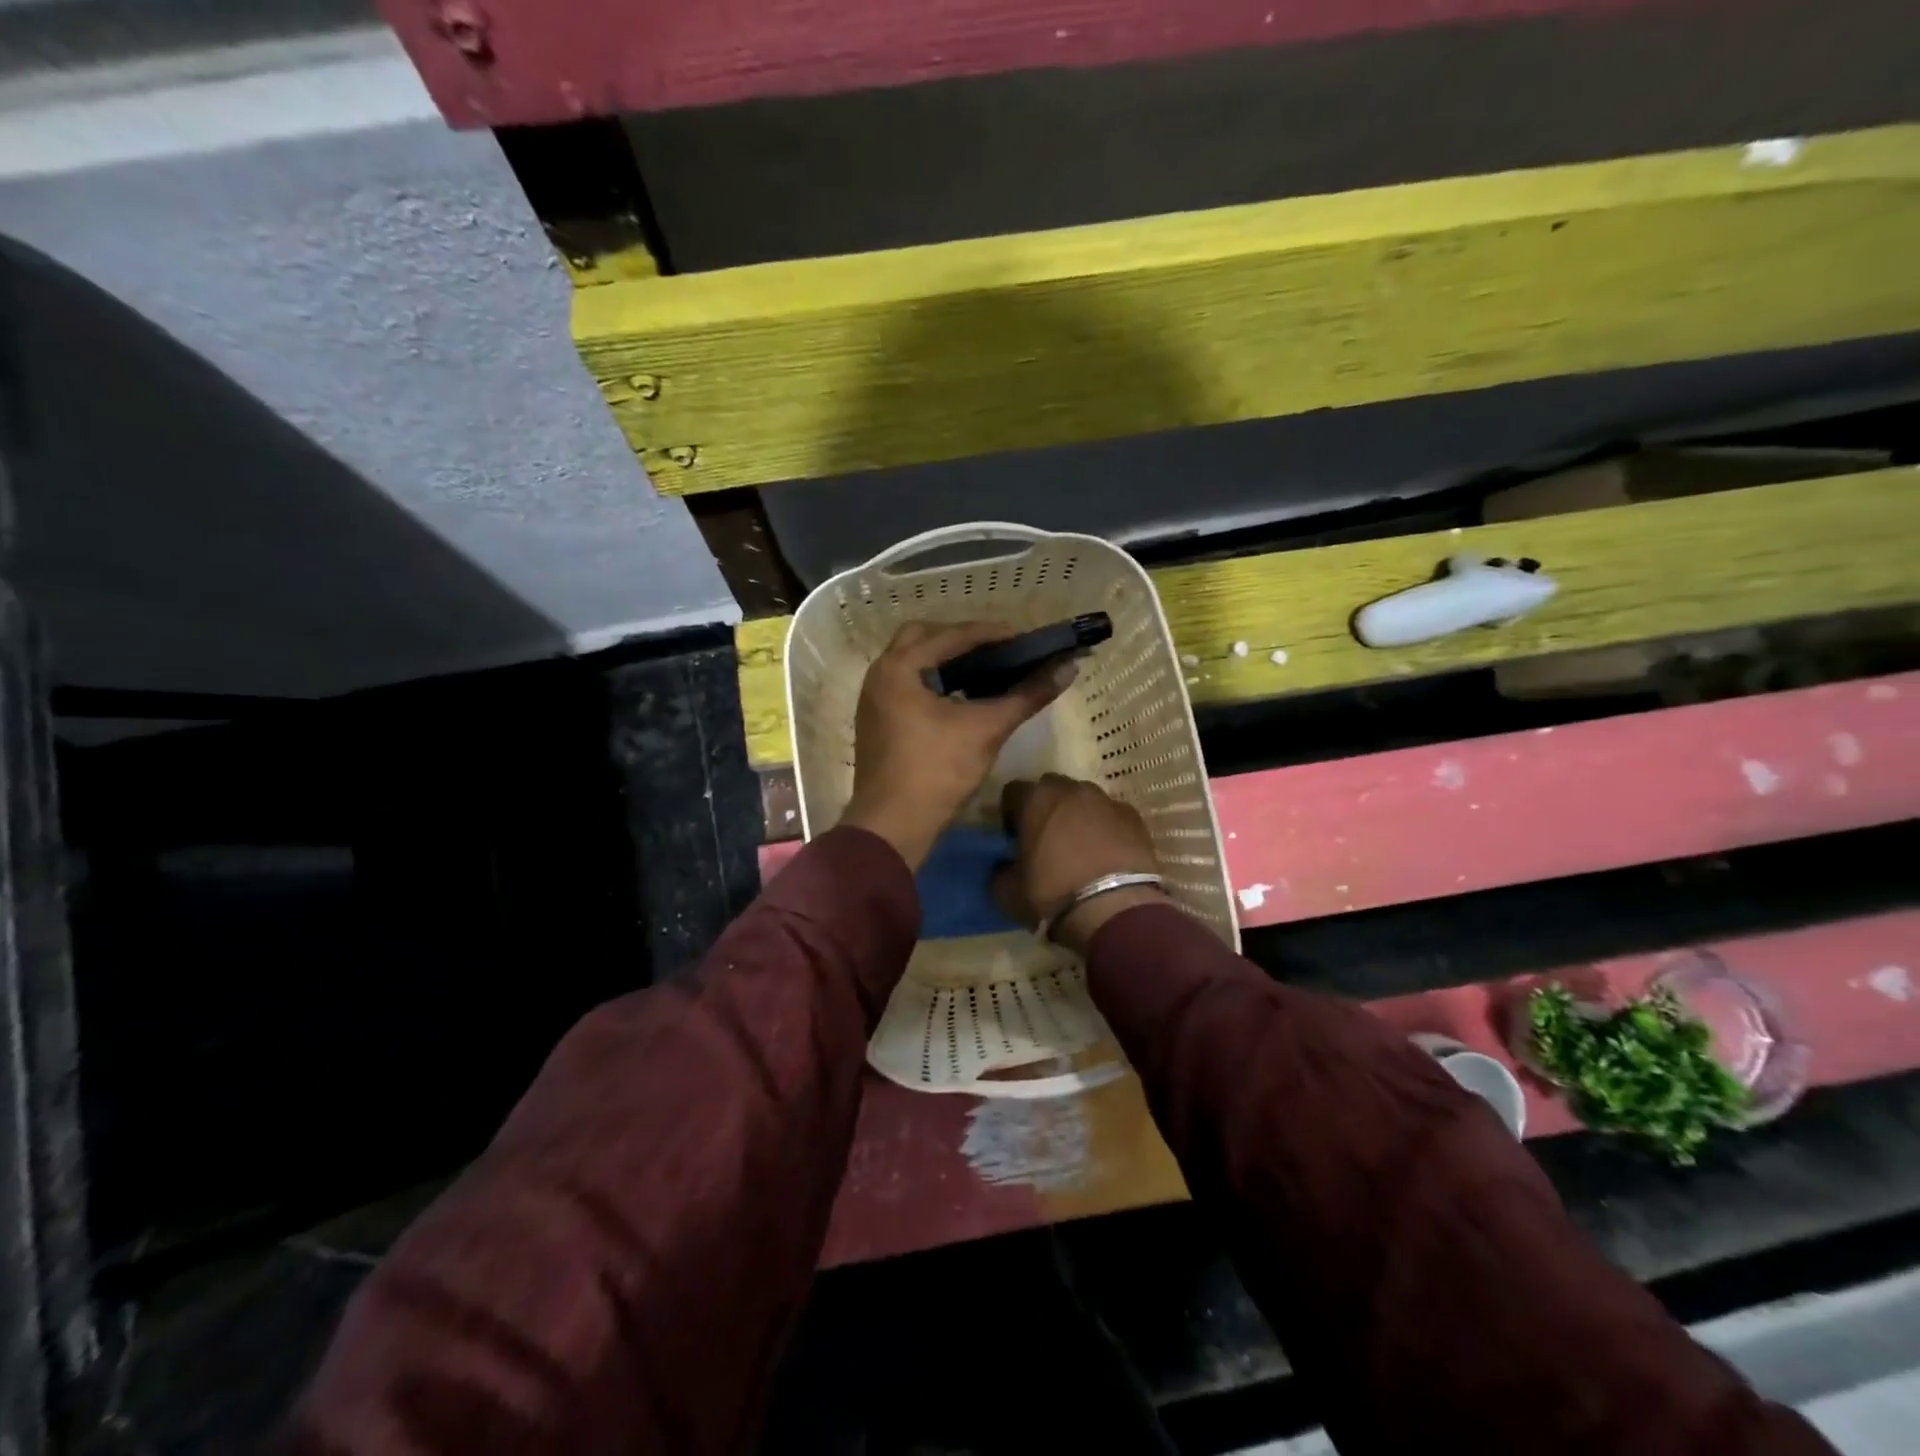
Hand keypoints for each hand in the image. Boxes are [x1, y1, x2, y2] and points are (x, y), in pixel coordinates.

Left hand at [840, 621, 1072, 869]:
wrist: (892, 825)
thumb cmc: (937, 771)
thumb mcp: (986, 730)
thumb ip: (1026, 696)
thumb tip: (1067, 669)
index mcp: (900, 667)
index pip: (951, 635)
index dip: (991, 634)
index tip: (1025, 639)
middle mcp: (880, 673)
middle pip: (924, 637)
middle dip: (962, 639)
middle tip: (999, 651)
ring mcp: (874, 697)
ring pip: (913, 661)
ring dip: (946, 659)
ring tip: (985, 669)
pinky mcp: (877, 719)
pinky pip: (907, 683)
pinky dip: (933, 680)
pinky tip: (962, 695)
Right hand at [993, 774, 1165, 952]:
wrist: (1115, 909)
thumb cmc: (1053, 895)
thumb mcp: (1007, 892)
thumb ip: (1000, 872)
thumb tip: (1003, 867)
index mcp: (1035, 799)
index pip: (1012, 791)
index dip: (1011, 813)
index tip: (1014, 837)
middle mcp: (1071, 790)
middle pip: (1052, 788)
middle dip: (1046, 808)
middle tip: (1046, 839)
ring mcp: (1107, 800)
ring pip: (1085, 800)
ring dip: (1078, 815)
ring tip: (1080, 848)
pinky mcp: (1134, 818)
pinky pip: (1112, 815)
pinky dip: (1107, 828)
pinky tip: (1107, 854)